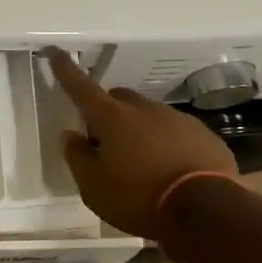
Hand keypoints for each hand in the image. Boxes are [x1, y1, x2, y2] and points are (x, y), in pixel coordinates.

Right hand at [45, 47, 237, 236]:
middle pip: (118, 99)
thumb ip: (77, 157)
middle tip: (105, 143)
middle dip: (108, 113)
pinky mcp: (203, 134)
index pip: (81, 87)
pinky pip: (176, 131)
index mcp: (112, 118)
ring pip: (149, 115)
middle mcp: (144, 109)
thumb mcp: (94, 187)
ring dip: (139, 130)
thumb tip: (70, 135)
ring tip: (141, 163)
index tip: (55, 52)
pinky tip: (170, 169)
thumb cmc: (139, 198)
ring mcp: (177, 118)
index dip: (65, 70)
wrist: (205, 210)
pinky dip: (166, 142)